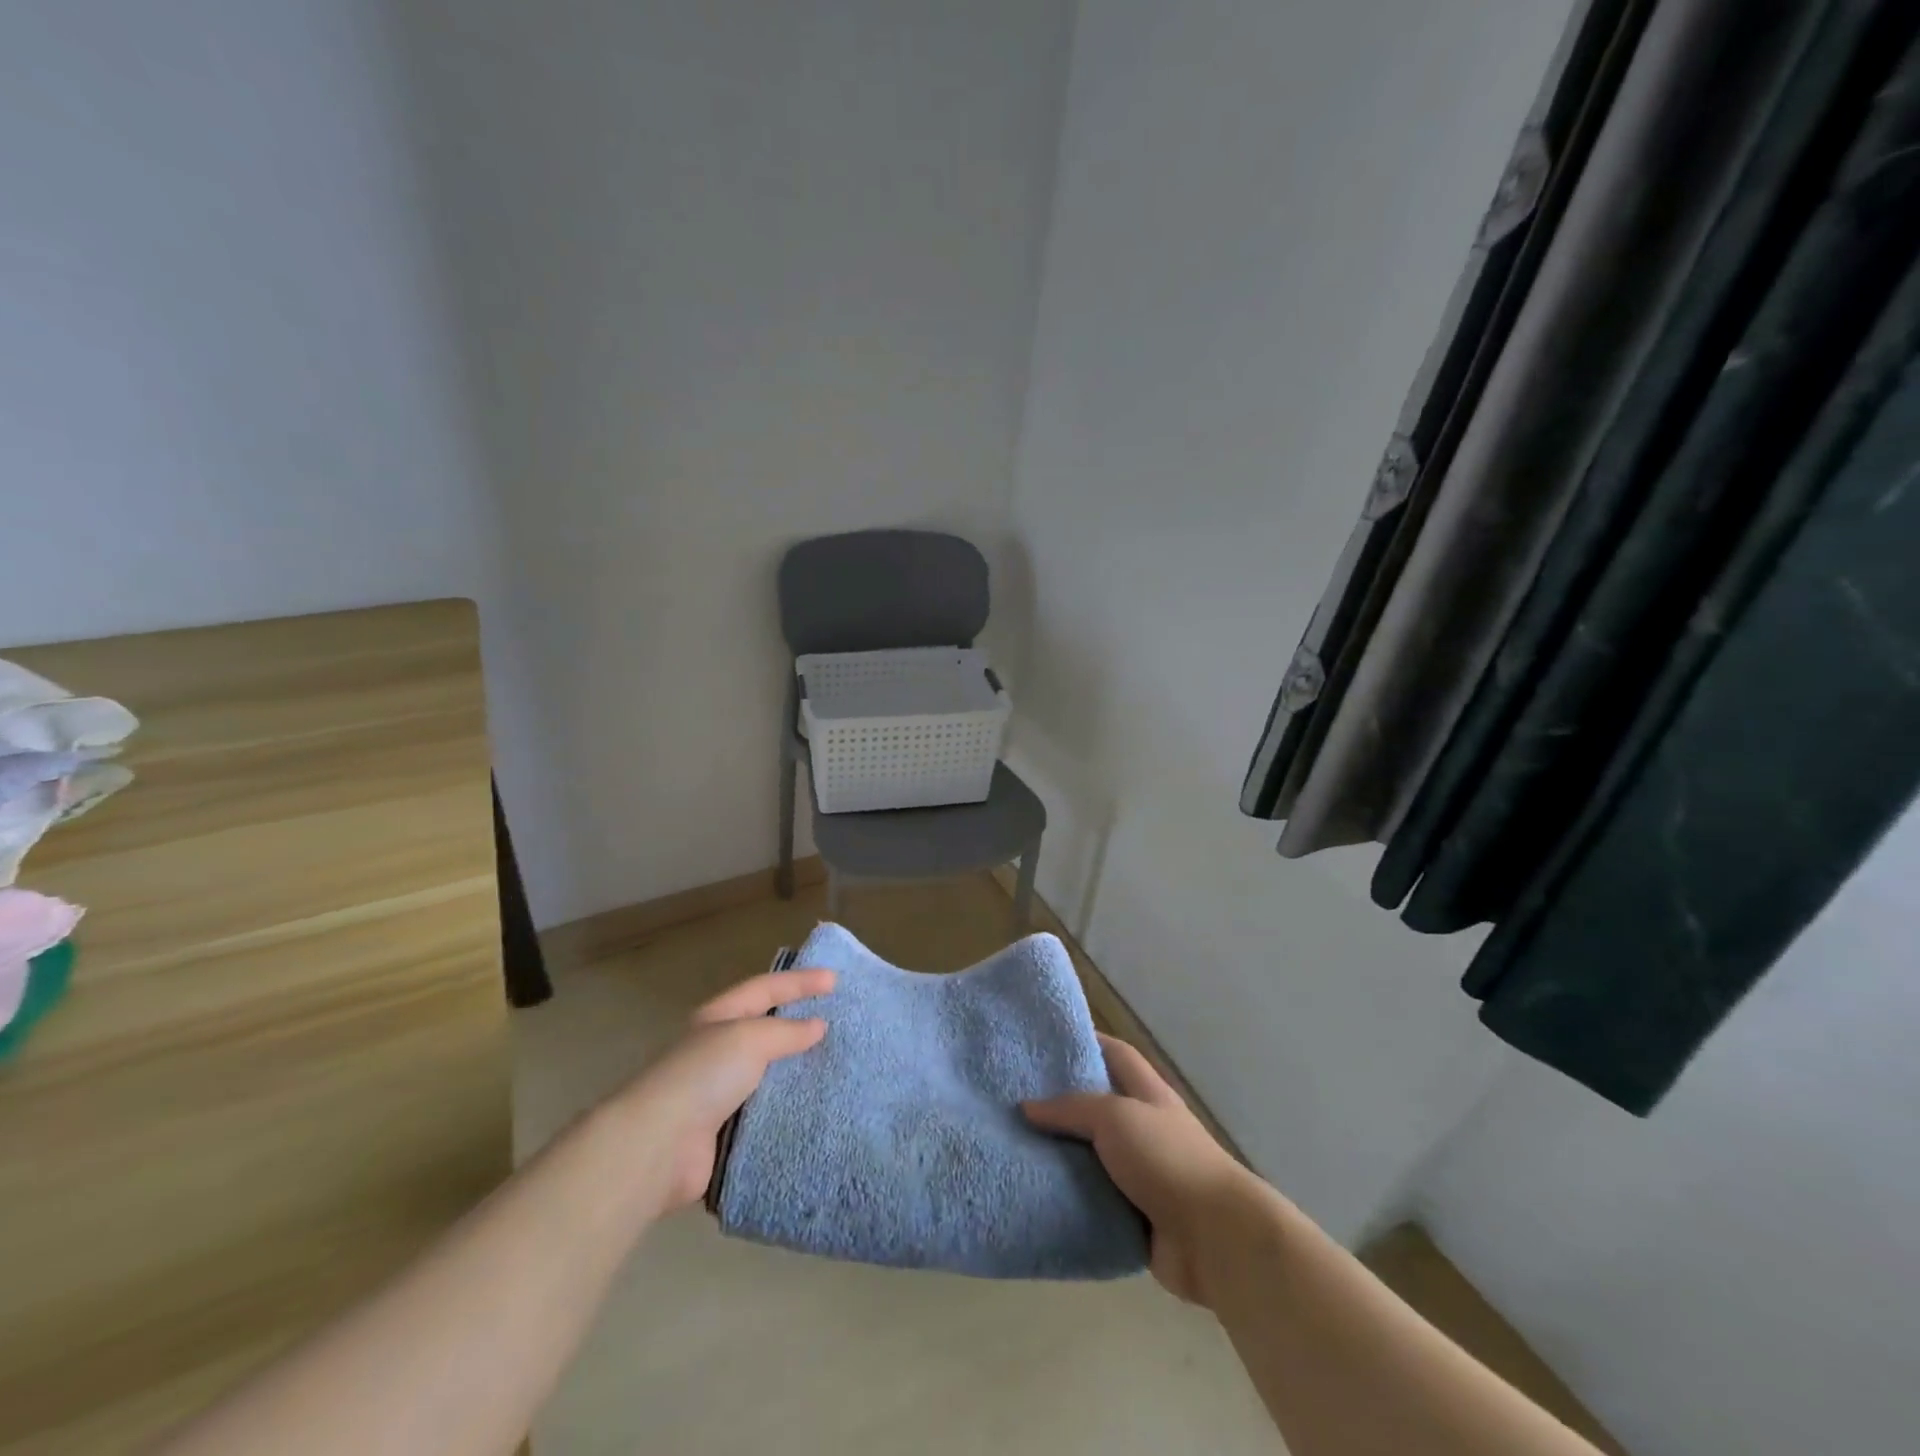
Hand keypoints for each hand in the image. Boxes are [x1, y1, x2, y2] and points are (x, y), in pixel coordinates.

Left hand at [607, 968, 833, 1216]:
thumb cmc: (703, 1076)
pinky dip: (789, 1108)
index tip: (835, 981)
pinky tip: (815, 1109)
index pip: (765, 988)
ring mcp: (720, 1092)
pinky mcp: (725, 1131)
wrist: (659, 1146)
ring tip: (836, 1066)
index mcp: (718, 1018)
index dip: (800, 981)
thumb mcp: (749, 1038)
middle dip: (800, 1023)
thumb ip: (786, 1031)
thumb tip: (817, 1026)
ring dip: (797, 1070)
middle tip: (839, 1021)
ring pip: (769, 1073)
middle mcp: (718, 1050)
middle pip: (766, 1029)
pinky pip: (766, 1112)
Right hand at [1025, 1033, 1255, 1306]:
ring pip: (1092, 1157)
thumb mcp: (1116, 1117)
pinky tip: (1034, 1194)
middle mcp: (1144, 1129)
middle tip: (1016, 1099)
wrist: (1215, 1237)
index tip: (1047, 1040)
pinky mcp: (1134, 1218)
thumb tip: (1028, 1106)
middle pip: (1098, 1107)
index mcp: (1148, 1094)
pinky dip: (1069, 1199)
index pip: (1116, 1054)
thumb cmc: (1167, 1158)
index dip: (1087, 1042)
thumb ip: (1072, 1108)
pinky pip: (1093, 1202)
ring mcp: (1142, 1175)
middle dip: (1062, 1104)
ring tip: (1014, 1147)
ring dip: (1061, 1156)